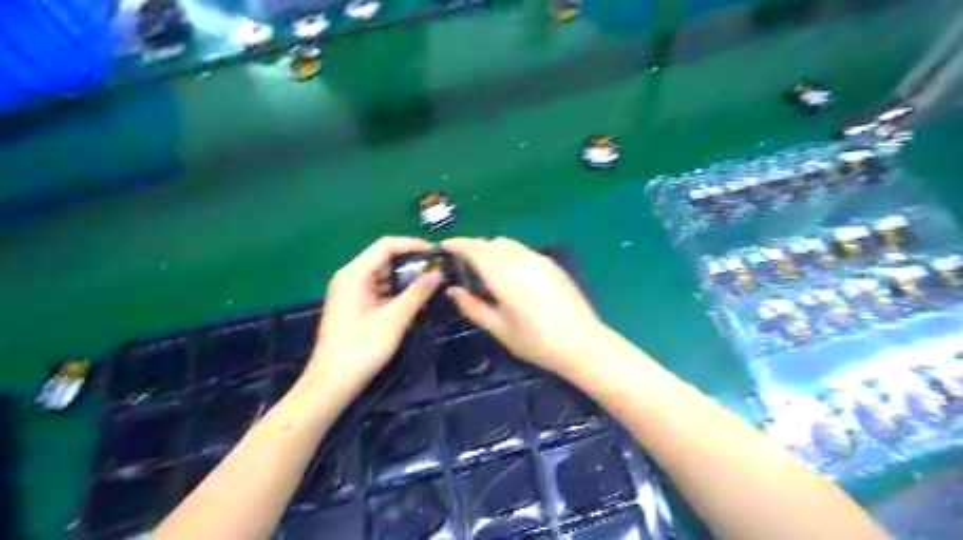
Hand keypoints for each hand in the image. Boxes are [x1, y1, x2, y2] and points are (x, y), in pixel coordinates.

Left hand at [307, 237, 441, 396]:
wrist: (331, 383)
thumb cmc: (361, 348)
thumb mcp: (394, 319)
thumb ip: (417, 293)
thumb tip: (438, 273)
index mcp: (354, 274)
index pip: (386, 245)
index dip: (412, 245)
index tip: (436, 254)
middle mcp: (350, 277)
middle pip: (384, 258)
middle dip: (411, 262)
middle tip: (437, 271)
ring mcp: (351, 292)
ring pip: (383, 275)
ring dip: (406, 278)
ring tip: (431, 285)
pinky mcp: (355, 306)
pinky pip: (379, 290)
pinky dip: (397, 292)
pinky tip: (415, 301)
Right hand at [442, 238, 600, 372]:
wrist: (582, 343)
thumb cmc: (537, 343)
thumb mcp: (500, 329)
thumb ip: (473, 307)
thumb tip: (452, 290)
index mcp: (506, 277)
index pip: (476, 250)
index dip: (458, 244)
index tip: (444, 246)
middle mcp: (522, 261)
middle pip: (491, 243)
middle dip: (473, 247)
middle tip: (461, 262)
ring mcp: (539, 260)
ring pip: (508, 244)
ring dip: (490, 248)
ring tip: (483, 267)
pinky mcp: (551, 264)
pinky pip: (522, 250)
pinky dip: (507, 253)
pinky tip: (507, 271)